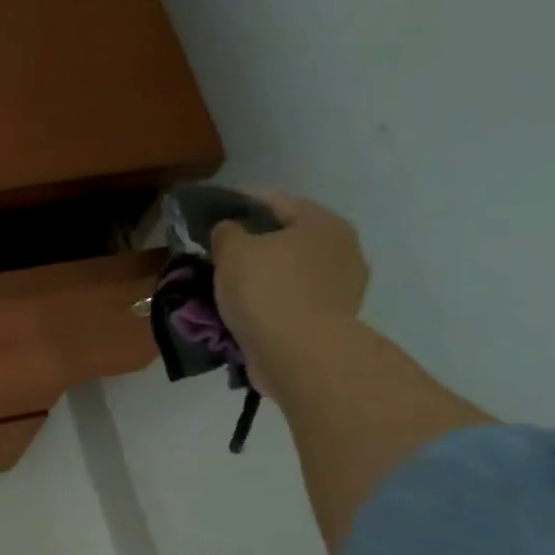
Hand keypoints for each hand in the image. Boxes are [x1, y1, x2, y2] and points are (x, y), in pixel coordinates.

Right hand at [209, 191, 369, 397]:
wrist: (298, 355)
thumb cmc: (267, 291)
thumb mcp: (233, 252)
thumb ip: (226, 232)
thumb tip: (228, 230)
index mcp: (322, 222)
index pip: (275, 200)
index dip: (240, 202)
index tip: (212, 212)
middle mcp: (341, 249)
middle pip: (286, 238)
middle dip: (253, 244)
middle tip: (218, 253)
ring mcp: (341, 288)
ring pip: (290, 273)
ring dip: (262, 277)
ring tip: (227, 287)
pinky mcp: (330, 321)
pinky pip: (291, 303)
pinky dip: (269, 304)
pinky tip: (246, 313)